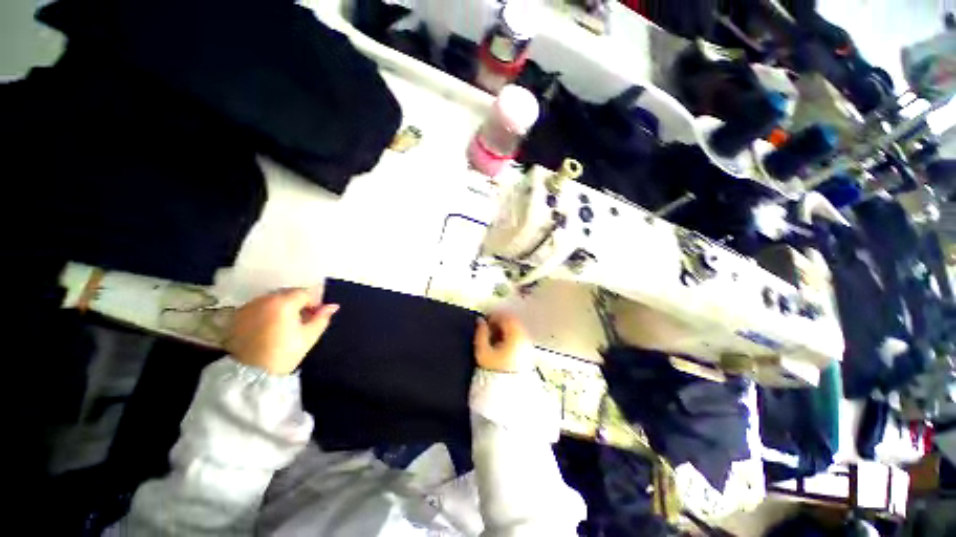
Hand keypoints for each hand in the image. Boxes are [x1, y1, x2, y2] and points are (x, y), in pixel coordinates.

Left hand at [224, 288, 339, 374]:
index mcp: (284, 302)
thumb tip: (333, 306)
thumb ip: (322, 318)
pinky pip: (257, 307)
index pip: (304, 293)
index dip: (313, 303)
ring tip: (283, 324)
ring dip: (280, 306)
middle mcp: (264, 299)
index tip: (314, 317)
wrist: (250, 374)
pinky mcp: (236, 316)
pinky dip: (265, 312)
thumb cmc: (285, 353)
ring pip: (271, 299)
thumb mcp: (309, 336)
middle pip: (287, 293)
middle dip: (297, 303)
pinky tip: (267, 328)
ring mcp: (248, 307)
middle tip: (300, 320)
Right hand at [474, 312, 531, 372]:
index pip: (506, 317)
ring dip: (505, 328)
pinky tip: (501, 341)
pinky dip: (510, 335)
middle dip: (500, 320)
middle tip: (489, 324)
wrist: (508, 392)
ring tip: (493, 333)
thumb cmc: (495, 371)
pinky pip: (519, 337)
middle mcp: (524, 337)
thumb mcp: (483, 352)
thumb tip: (480, 322)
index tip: (485, 318)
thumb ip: (481, 334)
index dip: (494, 315)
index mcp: (514, 334)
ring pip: (516, 329)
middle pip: (513, 321)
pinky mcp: (527, 353)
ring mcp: (527, 345)